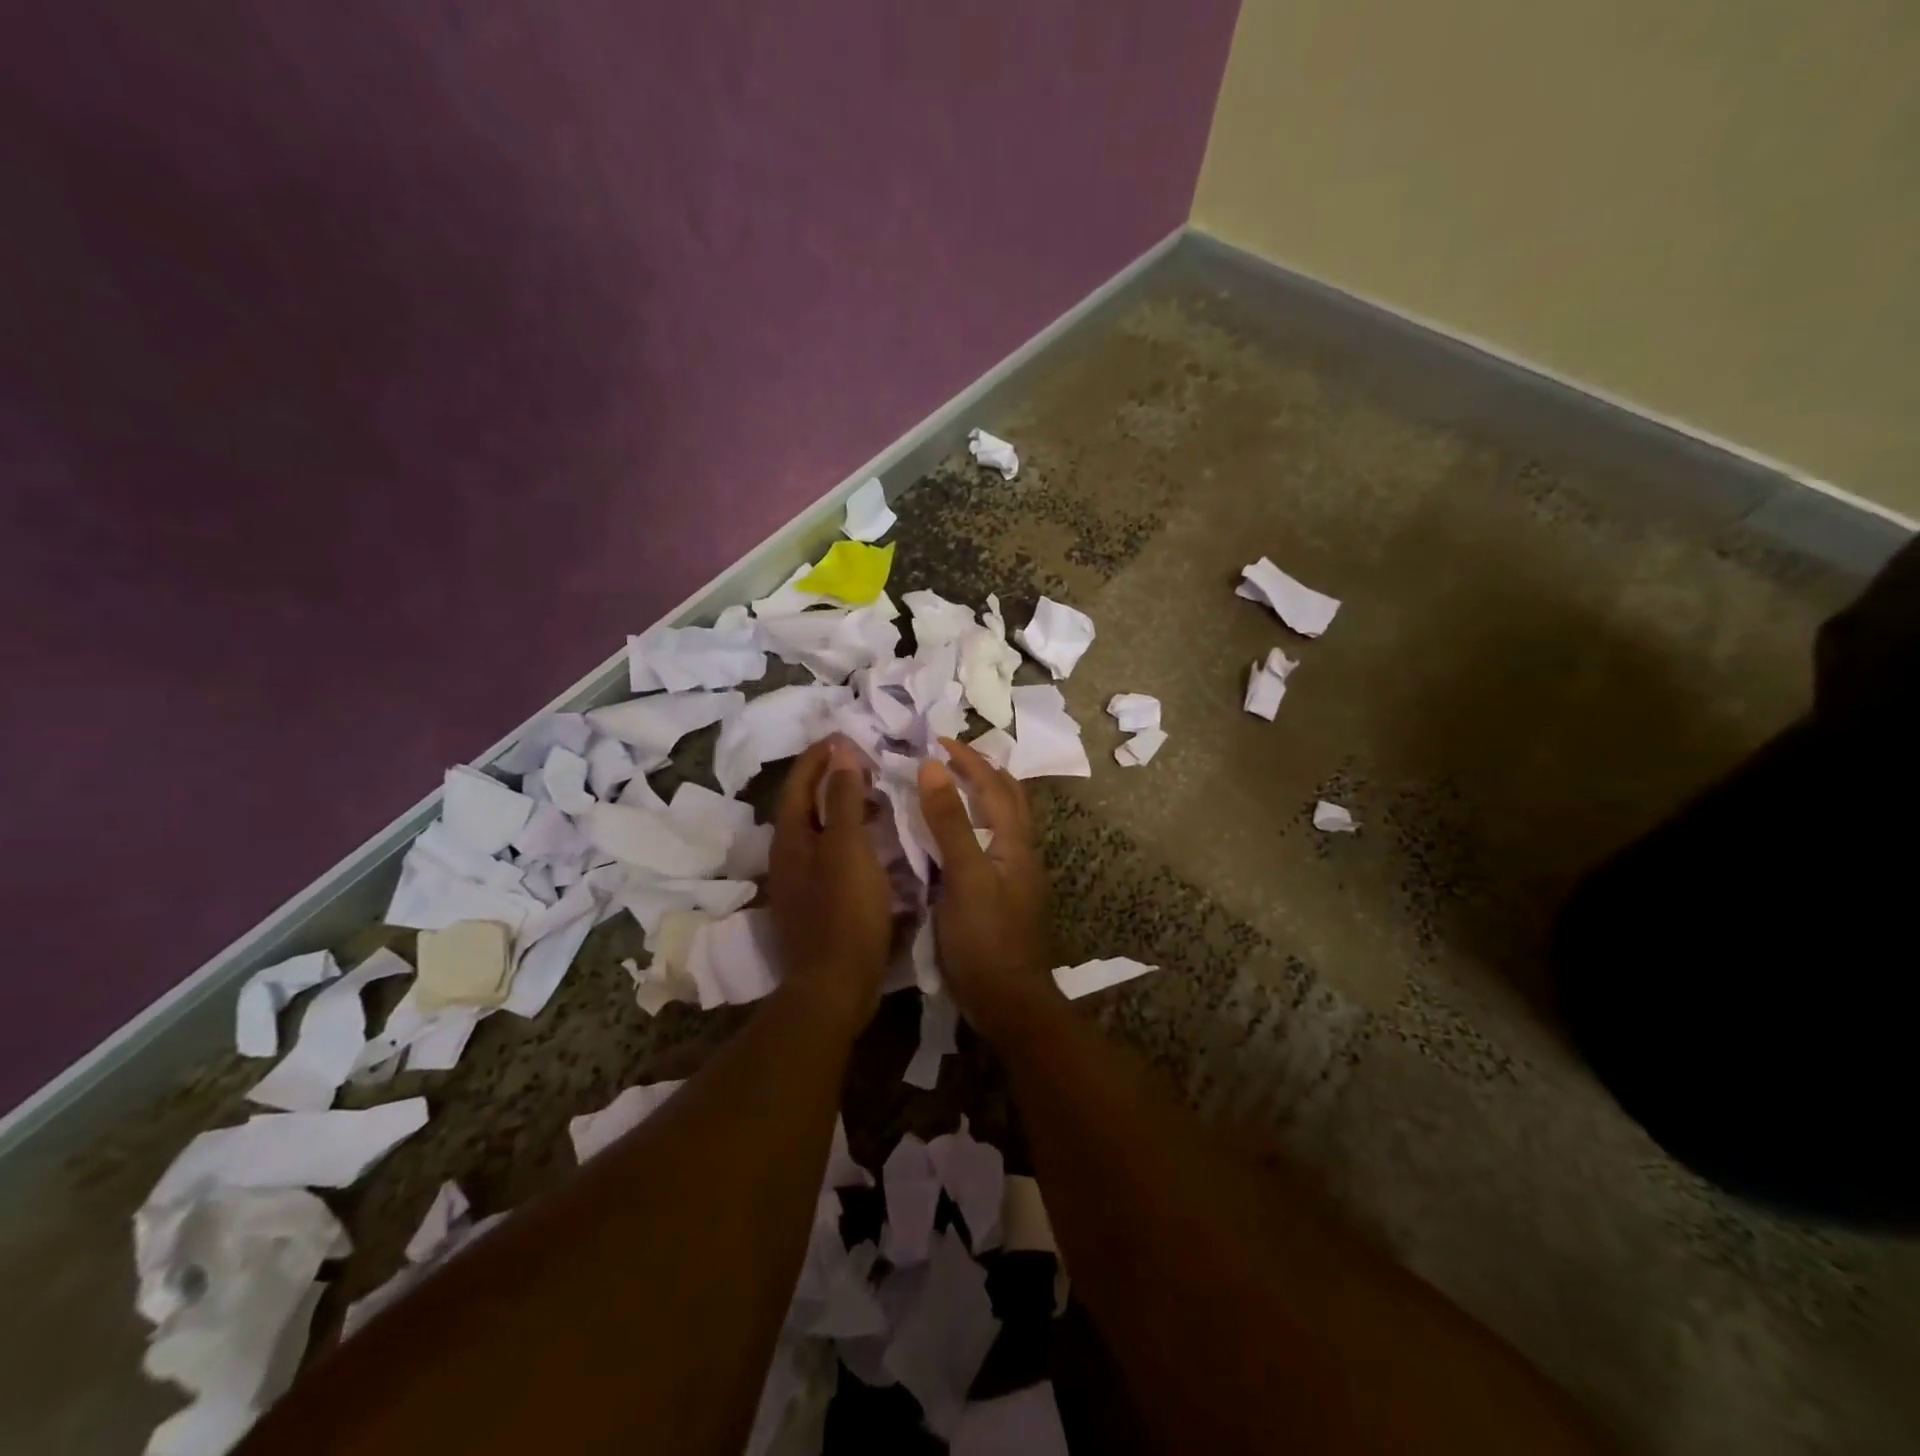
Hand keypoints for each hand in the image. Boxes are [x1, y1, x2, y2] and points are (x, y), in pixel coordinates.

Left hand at [769, 736, 892, 1027]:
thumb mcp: (847, 847)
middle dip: (830, 778)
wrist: (835, 985)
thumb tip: (840, 752)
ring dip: (841, 807)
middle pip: (805, 805)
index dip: (818, 756)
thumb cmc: (844, 911)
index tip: (843, 735)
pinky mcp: (817, 902)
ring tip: (874, 796)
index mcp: (790, 838)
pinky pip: (831, 854)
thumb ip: (842, 798)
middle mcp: (787, 856)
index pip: (798, 783)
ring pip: (819, 830)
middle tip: (864, 762)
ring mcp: (800, 882)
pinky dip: (849, 836)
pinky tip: (874, 842)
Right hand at [916, 738, 1059, 1039]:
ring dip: (979, 795)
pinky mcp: (1000, 895)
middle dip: (982, 770)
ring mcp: (1012, 874)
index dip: (968, 759)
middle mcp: (1019, 851)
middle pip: (1008, 797)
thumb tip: (933, 767)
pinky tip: (948, 837)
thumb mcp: (965, 876)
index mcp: (1014, 841)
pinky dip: (970, 825)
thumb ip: (950, 822)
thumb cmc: (986, 938)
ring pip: (1000, 820)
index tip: (938, 740)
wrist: (1008, 1002)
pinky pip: (987, 844)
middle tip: (949, 756)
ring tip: (948, 786)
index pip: (994, 785)